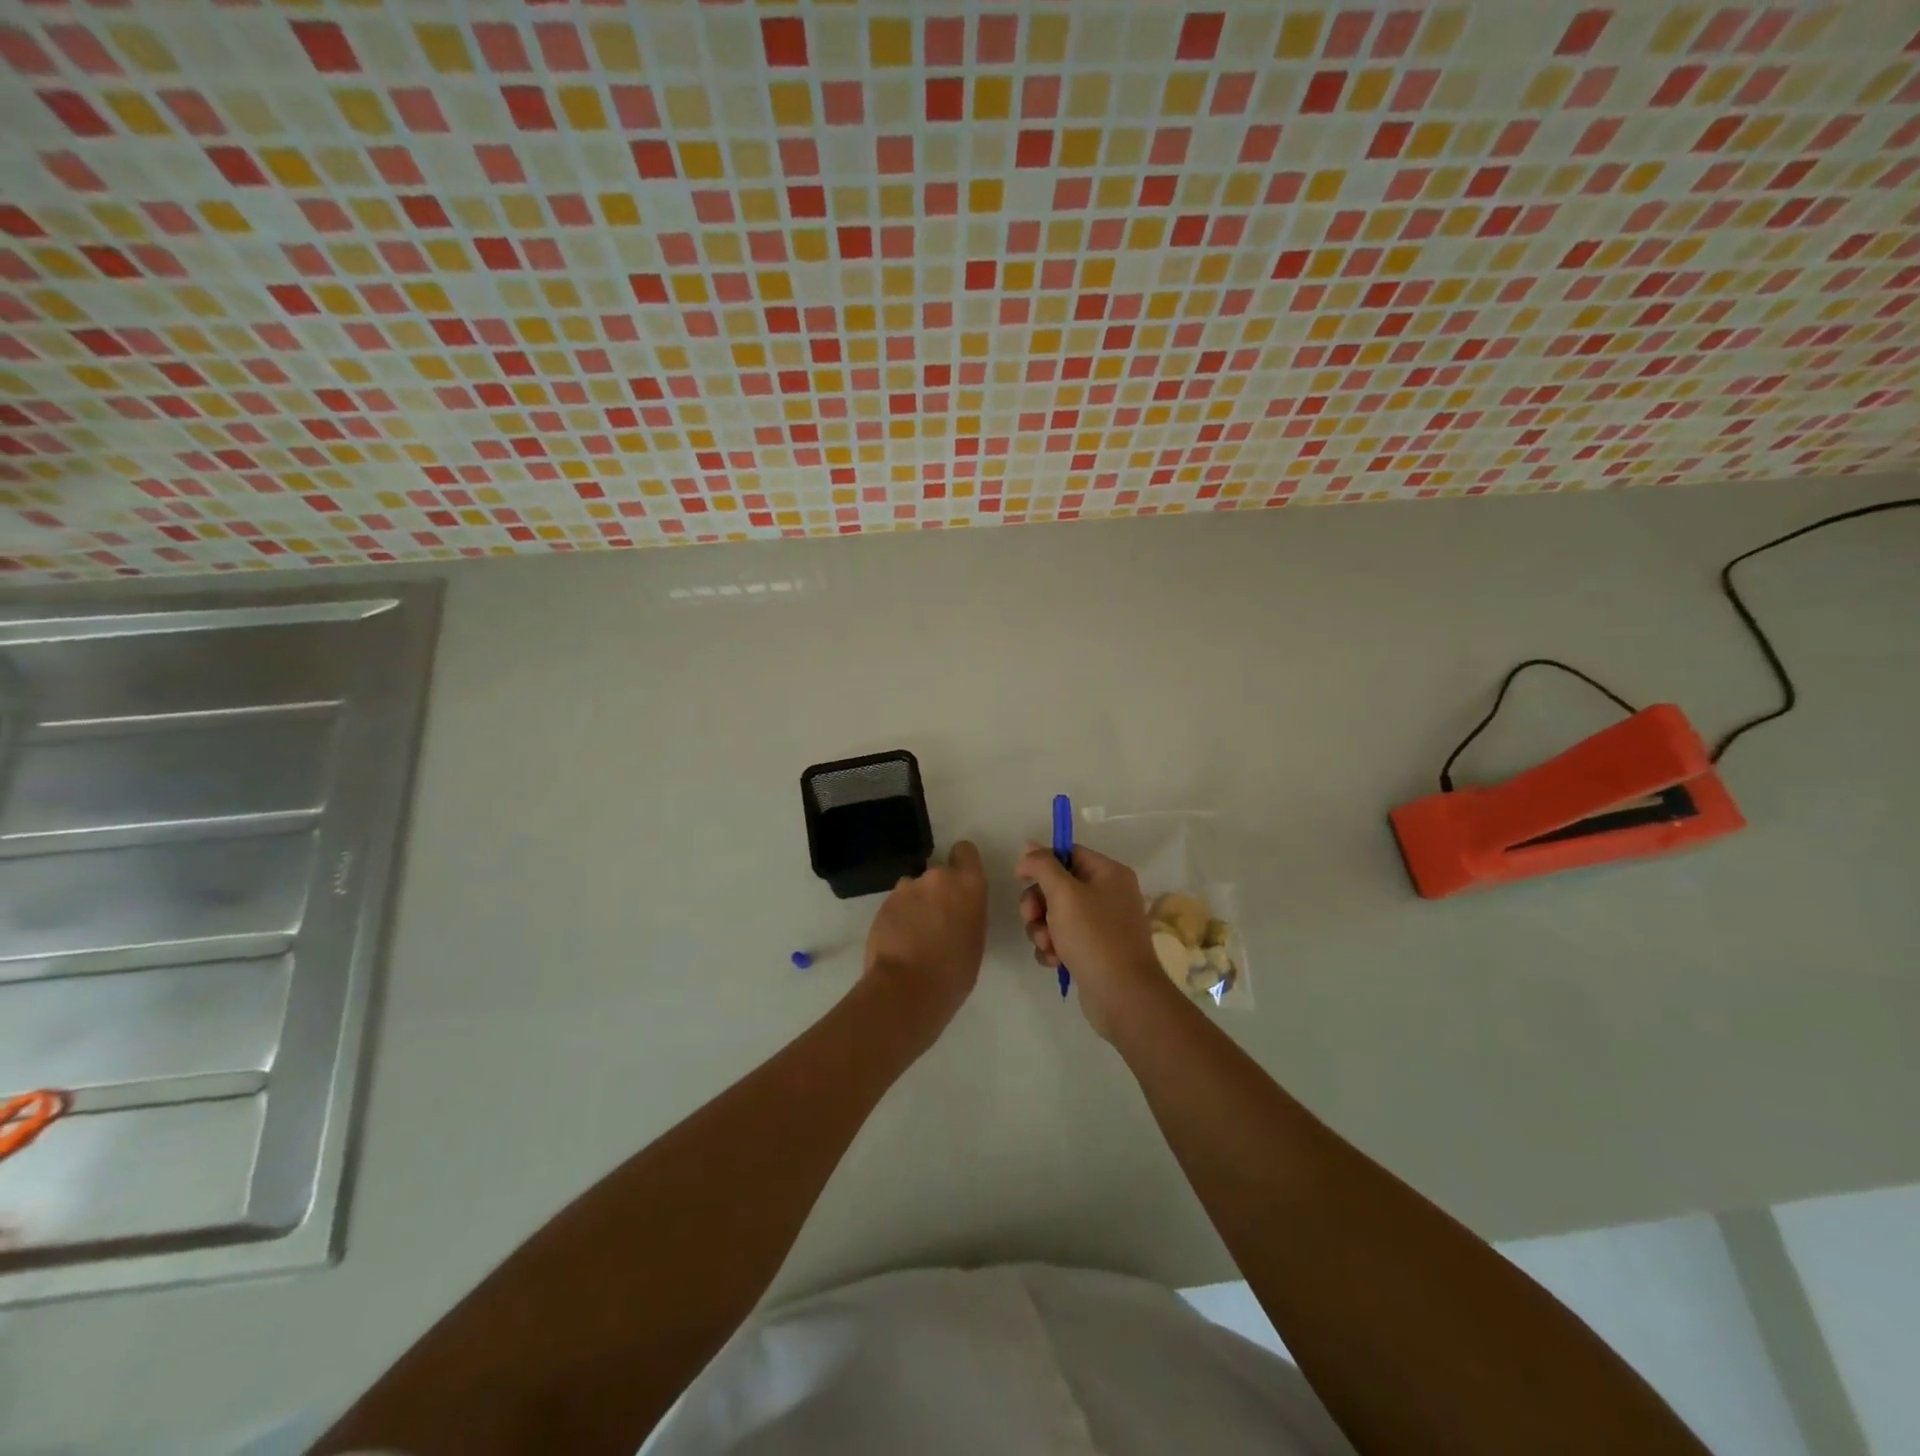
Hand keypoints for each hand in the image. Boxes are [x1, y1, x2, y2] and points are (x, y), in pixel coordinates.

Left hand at [862, 840, 987, 1040]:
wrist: (907, 989)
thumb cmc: (954, 973)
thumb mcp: (975, 939)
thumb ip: (967, 912)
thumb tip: (955, 911)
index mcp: (968, 885)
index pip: (965, 851)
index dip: (962, 864)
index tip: (960, 884)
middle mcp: (937, 877)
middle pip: (938, 873)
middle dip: (936, 891)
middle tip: (936, 921)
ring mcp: (906, 888)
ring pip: (913, 889)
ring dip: (915, 904)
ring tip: (913, 935)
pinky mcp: (883, 903)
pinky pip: (896, 904)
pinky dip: (898, 918)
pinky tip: (898, 942)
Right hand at [1016, 843, 1176, 1041]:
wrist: (1122, 996)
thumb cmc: (1094, 936)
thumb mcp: (1064, 893)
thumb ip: (1043, 865)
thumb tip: (1029, 847)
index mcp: (1109, 874)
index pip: (1069, 854)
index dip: (1042, 863)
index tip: (1020, 877)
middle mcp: (1109, 895)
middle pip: (1059, 886)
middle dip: (1038, 903)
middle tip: (1031, 917)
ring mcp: (1102, 925)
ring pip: (1056, 915)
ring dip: (1042, 929)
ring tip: (1047, 945)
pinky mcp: (1094, 951)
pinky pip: (1064, 939)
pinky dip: (1054, 948)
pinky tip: (1054, 961)